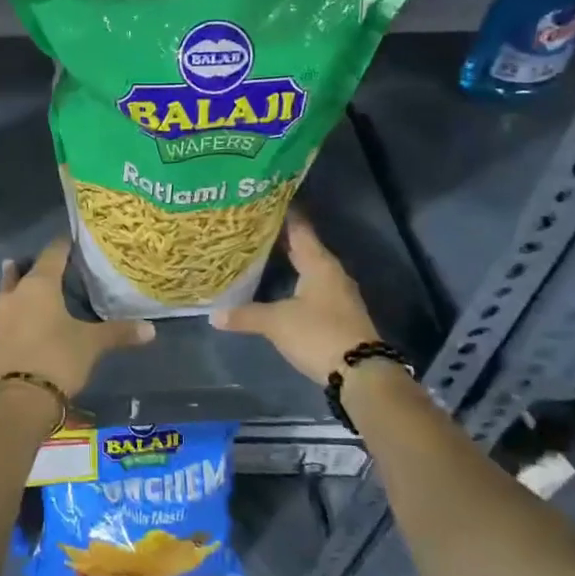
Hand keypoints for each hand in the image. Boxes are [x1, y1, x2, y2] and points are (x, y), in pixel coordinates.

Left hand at [0, 237, 155, 398]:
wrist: (20, 399)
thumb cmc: (59, 361)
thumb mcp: (92, 345)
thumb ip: (120, 333)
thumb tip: (152, 329)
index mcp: (43, 286)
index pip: (54, 255)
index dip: (63, 246)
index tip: (70, 239)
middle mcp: (17, 295)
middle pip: (27, 272)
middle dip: (36, 264)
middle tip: (45, 260)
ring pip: (2, 290)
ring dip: (7, 279)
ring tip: (9, 264)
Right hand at [209, 212, 379, 383]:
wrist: (361, 373)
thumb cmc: (318, 334)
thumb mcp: (277, 323)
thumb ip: (245, 315)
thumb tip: (213, 314)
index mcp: (320, 264)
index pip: (299, 229)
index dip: (282, 214)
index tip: (262, 202)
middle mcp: (332, 273)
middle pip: (305, 248)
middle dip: (281, 239)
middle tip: (253, 228)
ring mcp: (338, 294)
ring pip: (310, 269)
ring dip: (290, 262)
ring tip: (261, 254)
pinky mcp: (339, 314)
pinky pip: (313, 288)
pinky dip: (296, 282)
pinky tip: (280, 286)